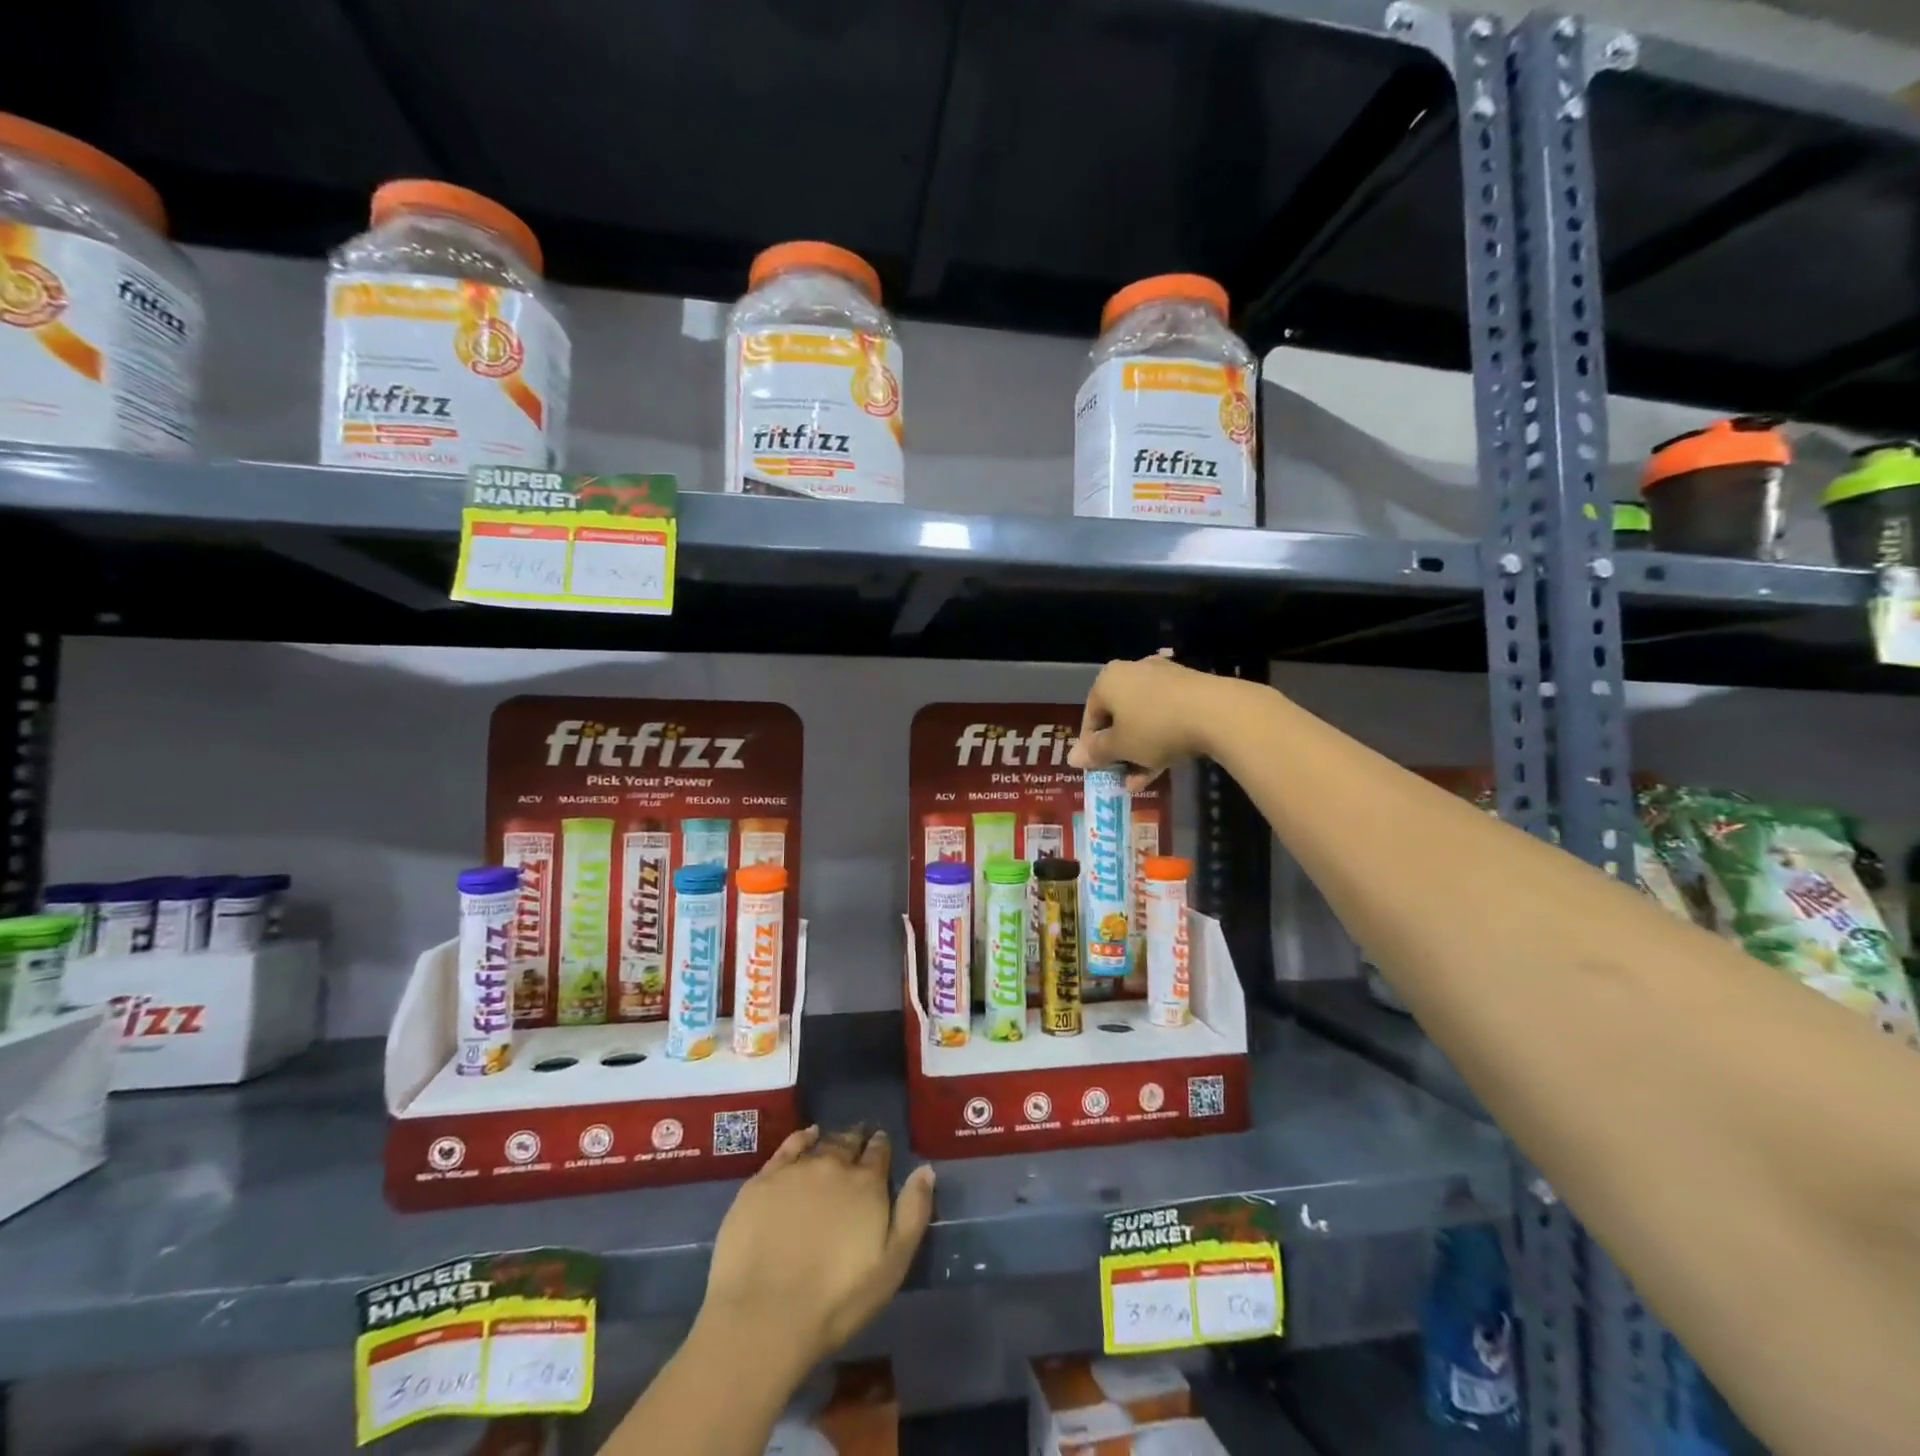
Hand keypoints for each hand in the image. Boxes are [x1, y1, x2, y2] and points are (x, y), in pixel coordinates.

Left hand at [699, 1125, 935, 1368]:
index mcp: (866, 1184)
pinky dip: (801, 1138)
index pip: (879, 1152)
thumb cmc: (837, 1300)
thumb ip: (912, 1213)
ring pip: (820, 1143)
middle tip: (859, 1140)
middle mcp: (833, 1165)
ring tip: (835, 1141)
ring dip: (832, 1141)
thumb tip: (926, 1170)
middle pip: (849, 1143)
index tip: (881, 1145)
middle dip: (857, 1140)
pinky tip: (806, 1137)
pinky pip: (787, 1147)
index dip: (881, 1147)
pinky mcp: (763, 1181)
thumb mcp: (891, 1265)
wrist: (765, 1316)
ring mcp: (795, 1170)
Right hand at [1068, 652, 1233, 790]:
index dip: (1091, 746)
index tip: (1098, 769)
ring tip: (1141, 781)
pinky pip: (1165, 716)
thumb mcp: (1120, 746)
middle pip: (1118, 717)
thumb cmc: (1154, 728)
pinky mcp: (1189, 688)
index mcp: (1108, 680)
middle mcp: (1132, 671)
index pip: (1090, 716)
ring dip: (1139, 751)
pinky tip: (1162, 767)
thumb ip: (1096, 752)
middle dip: (1118, 750)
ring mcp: (1164, 678)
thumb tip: (1072, 758)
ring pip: (1143, 719)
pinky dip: (1160, 739)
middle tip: (1120, 776)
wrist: (1215, 713)